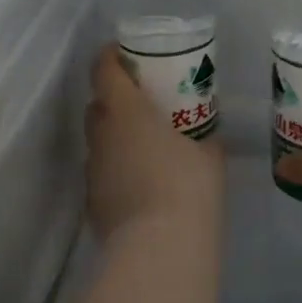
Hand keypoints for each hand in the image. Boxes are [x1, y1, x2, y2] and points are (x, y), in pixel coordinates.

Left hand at [84, 46, 223, 241]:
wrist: (159, 249)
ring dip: (114, 137)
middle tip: (142, 104)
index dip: (109, 56)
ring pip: (98, 141)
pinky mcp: (92, 202)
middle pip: (97, 105)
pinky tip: (139, 185)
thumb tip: (206, 137)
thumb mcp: (209, 156)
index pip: (104, 70)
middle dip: (114, 99)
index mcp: (126, 111)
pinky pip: (102, 173)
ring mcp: (93, 170)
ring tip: (143, 148)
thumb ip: (204, 138)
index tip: (122, 53)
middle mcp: (101, 135)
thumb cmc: (188, 188)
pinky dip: (116, 170)